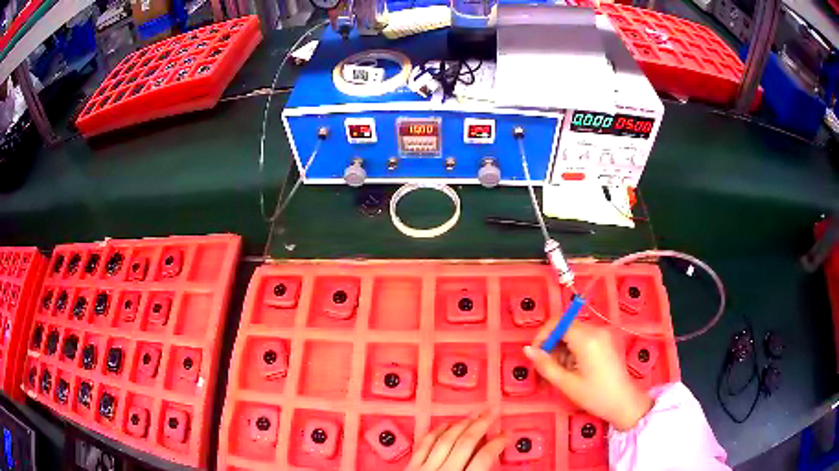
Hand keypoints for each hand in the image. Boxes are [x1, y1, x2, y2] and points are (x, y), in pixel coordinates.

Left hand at [407, 407, 508, 469]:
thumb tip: (493, 457)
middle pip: (466, 442)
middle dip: (482, 423)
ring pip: (446, 439)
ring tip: (474, 413)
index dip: (499, 443)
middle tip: (493, 409)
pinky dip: (435, 433)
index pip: (485, 457)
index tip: (508, 434)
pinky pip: (424, 445)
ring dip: (462, 424)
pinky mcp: (411, 468)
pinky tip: (445, 425)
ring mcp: (425, 468)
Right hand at [523, 322, 652, 430]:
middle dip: (553, 343)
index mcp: (587, 339)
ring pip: (575, 331)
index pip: (558, 322)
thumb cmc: (595, 395)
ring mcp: (604, 333)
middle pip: (567, 326)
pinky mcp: (608, 339)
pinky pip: (585, 336)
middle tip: (547, 365)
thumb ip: (545, 365)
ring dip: (563, 346)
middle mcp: (597, 330)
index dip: (543, 335)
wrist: (624, 402)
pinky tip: (574, 367)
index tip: (536, 353)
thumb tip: (527, 350)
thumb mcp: (566, 384)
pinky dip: (574, 347)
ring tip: (562, 370)